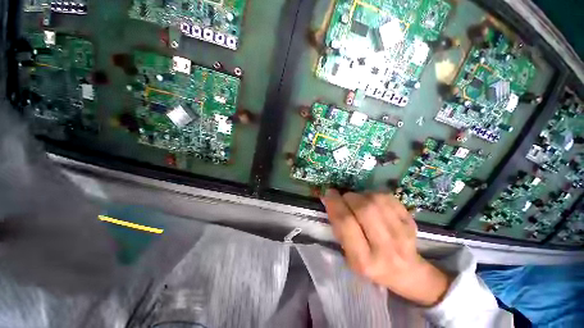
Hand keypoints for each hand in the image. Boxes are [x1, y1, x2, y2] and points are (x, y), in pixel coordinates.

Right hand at [321, 189, 450, 306]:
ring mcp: (402, 234)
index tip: (328, 194)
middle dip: (348, 197)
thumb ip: (339, 229)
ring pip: (376, 200)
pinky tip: (372, 201)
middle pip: (363, 209)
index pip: (345, 223)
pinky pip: (388, 198)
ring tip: (358, 200)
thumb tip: (330, 200)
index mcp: (364, 260)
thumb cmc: (371, 264)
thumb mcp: (349, 256)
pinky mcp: (411, 222)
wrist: (406, 271)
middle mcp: (385, 248)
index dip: (334, 204)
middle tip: (343, 197)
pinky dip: (374, 194)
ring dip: (361, 195)